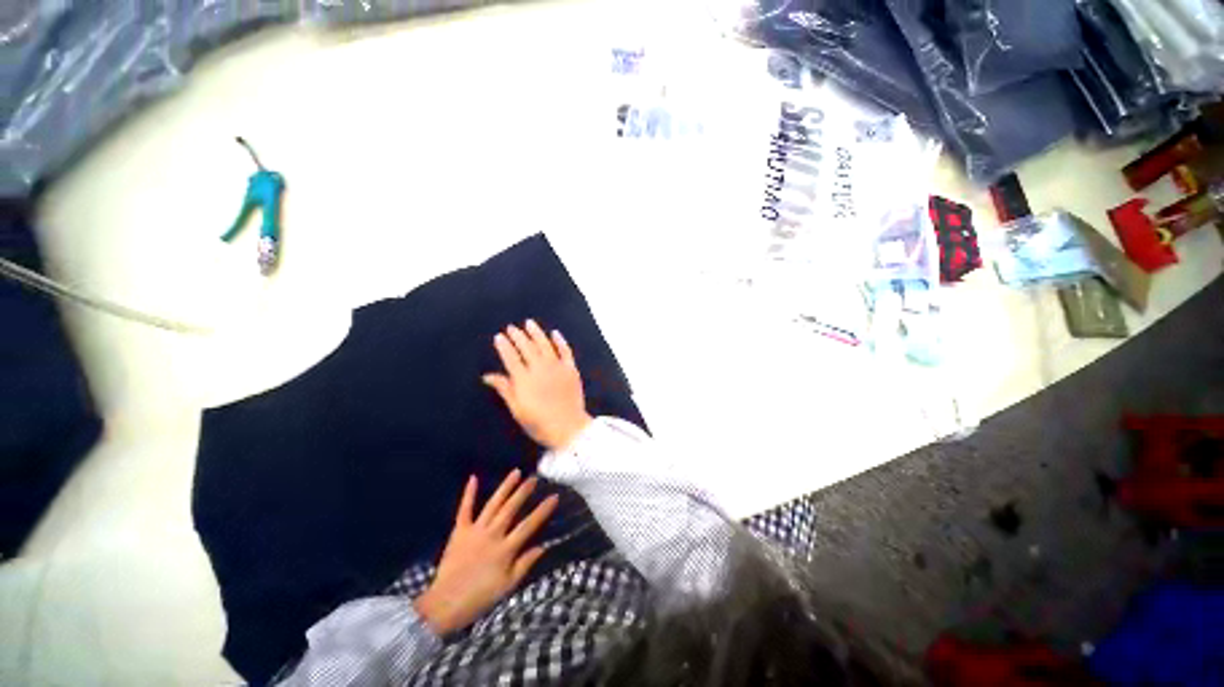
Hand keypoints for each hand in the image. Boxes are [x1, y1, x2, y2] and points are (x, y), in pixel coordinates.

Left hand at [413, 470, 557, 635]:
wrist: (444, 605)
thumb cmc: (479, 598)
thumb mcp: (507, 586)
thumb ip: (525, 564)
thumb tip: (543, 546)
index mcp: (505, 549)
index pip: (529, 525)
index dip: (543, 510)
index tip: (554, 496)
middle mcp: (492, 535)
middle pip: (510, 509)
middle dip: (523, 492)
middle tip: (534, 478)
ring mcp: (475, 531)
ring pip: (493, 504)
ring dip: (505, 487)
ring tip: (516, 472)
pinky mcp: (459, 531)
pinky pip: (465, 509)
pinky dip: (469, 494)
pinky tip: (474, 478)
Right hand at [483, 320, 592, 450]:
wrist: (569, 428)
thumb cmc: (539, 423)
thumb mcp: (517, 409)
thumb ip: (505, 390)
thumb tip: (487, 376)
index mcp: (524, 380)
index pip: (511, 358)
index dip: (504, 346)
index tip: (499, 336)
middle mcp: (540, 369)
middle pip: (527, 348)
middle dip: (518, 336)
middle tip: (511, 328)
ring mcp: (557, 367)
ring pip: (545, 345)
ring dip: (536, 333)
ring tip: (529, 323)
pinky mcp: (571, 369)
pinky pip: (566, 351)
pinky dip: (560, 341)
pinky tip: (555, 333)